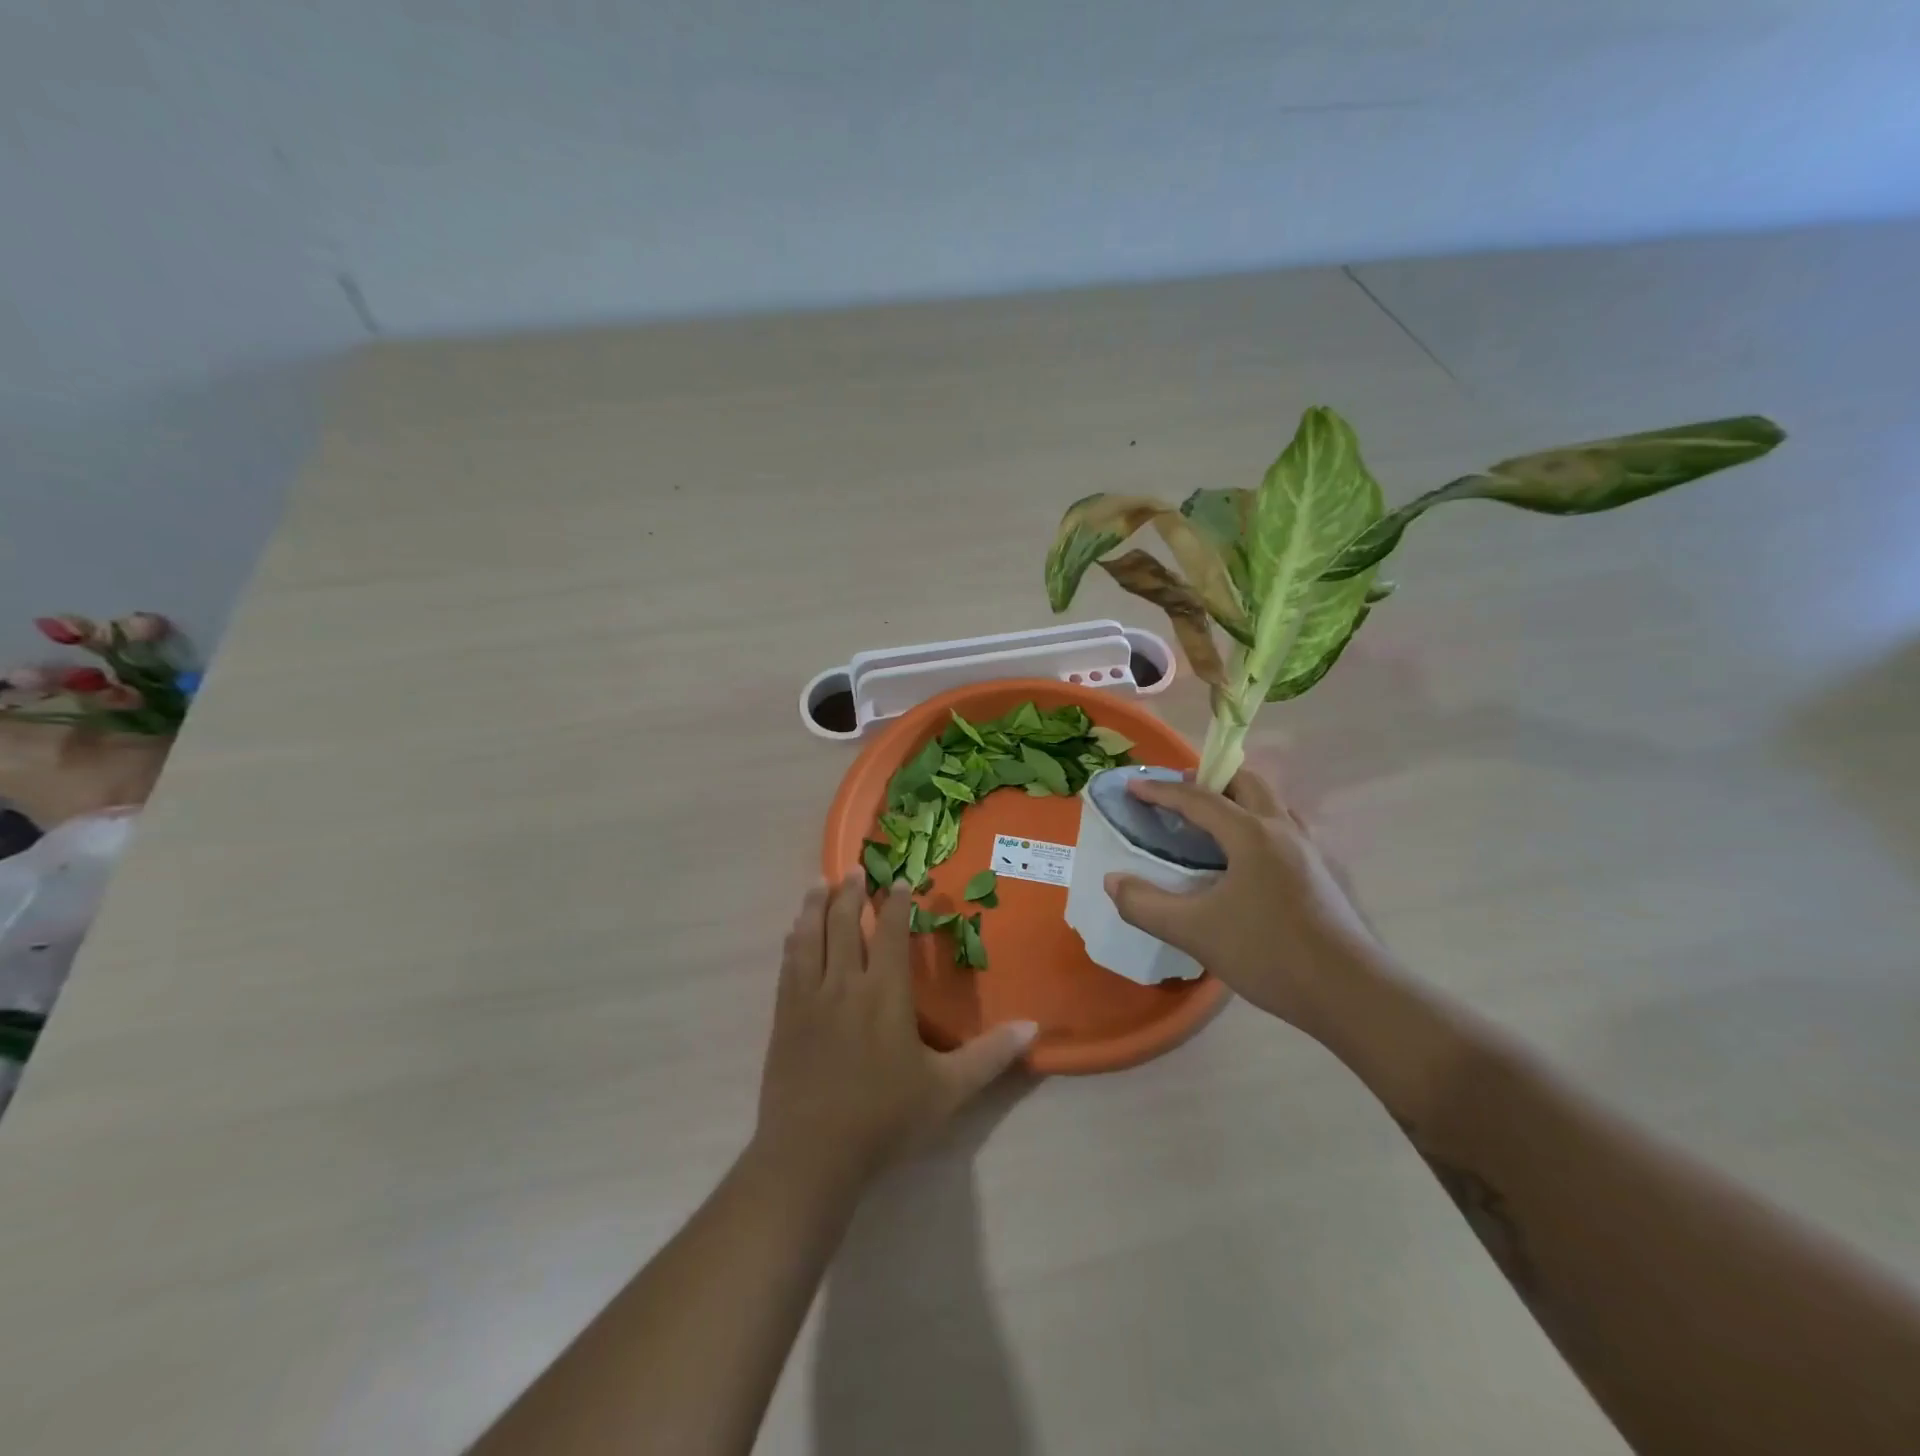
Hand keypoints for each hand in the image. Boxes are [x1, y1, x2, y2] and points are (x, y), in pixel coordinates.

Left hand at [753, 875, 1035, 1187]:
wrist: (811, 1154)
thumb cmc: (884, 1119)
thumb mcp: (947, 1091)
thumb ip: (990, 1056)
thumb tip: (1033, 1027)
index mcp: (885, 993)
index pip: (891, 933)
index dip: (896, 904)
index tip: (900, 881)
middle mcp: (845, 984)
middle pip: (846, 924)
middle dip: (852, 893)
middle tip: (855, 870)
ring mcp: (808, 998)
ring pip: (811, 936)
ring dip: (816, 906)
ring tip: (820, 884)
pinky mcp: (783, 1016)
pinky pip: (788, 964)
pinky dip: (794, 940)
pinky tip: (793, 932)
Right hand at [1103, 771, 1384, 1033]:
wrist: (1351, 993)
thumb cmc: (1269, 954)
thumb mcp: (1195, 932)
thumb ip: (1145, 905)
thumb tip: (1113, 881)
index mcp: (1251, 834)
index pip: (1198, 798)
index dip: (1161, 790)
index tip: (1133, 785)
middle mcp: (1283, 829)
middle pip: (1247, 782)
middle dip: (1210, 778)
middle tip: (1180, 794)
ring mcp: (1310, 850)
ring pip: (1271, 802)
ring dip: (1239, 798)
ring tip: (1212, 820)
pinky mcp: (1323, 873)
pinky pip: (1285, 828)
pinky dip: (1259, 823)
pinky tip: (1248, 858)